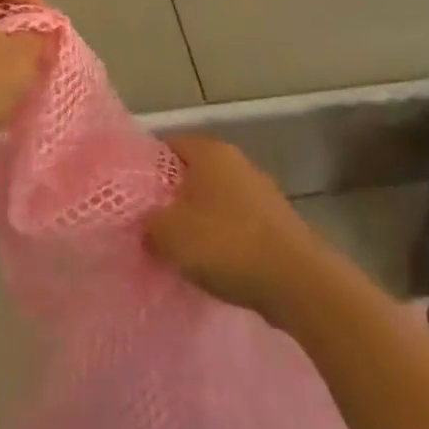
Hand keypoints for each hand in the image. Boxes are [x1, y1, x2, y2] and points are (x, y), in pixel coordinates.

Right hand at [144, 136, 329, 322]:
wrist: (298, 282)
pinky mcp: (275, 222)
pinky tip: (212, 265)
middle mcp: (236, 161)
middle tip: (148, 226)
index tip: (130, 198)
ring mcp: (260, 191)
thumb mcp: (167, 235)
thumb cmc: (226, 244)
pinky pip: (235, 224)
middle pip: (190, 174)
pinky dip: (222, 240)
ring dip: (197, 222)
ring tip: (177, 251)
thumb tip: (146, 225)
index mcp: (209, 151)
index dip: (144, 170)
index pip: (165, 146)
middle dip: (170, 199)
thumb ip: (146, 224)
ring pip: (214, 200)